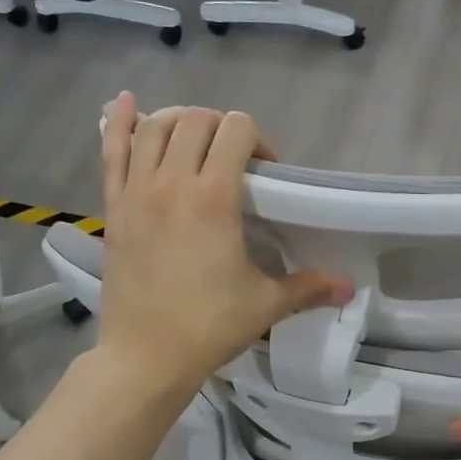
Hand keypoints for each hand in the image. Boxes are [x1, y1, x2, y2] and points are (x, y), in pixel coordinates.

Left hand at [95, 93, 351, 399]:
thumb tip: (348, 287)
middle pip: (196, 120)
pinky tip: (126, 102)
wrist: (146, 357)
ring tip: (194, 139)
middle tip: (234, 160)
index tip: (266, 173)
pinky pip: (112, 152)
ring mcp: (136, 193)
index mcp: (213, 198)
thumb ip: (308, 287)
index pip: (236, 130)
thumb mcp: (265, 305)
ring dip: (179, 122)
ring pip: (153, 128)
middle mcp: (171, 182)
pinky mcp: (113, 208)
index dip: (258, 141)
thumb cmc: (209, 327)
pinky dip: (118, 122)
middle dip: (221, 128)